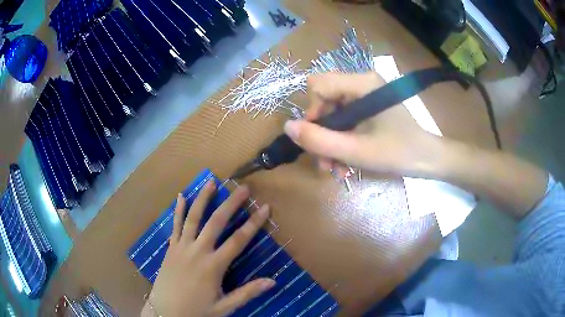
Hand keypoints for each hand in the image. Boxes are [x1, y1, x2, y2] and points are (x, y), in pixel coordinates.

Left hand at [142, 181, 274, 316]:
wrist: (166, 312)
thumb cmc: (197, 311)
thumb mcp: (224, 307)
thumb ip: (247, 293)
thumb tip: (272, 281)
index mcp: (213, 266)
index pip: (238, 241)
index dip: (253, 223)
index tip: (264, 207)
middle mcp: (198, 251)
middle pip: (216, 222)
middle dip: (231, 204)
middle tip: (242, 188)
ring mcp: (181, 247)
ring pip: (193, 218)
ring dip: (203, 199)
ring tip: (211, 182)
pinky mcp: (170, 248)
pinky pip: (174, 225)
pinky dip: (178, 210)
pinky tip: (181, 196)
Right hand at [284, 72, 444, 177]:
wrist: (428, 160)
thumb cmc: (399, 153)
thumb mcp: (356, 151)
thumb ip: (319, 141)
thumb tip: (287, 127)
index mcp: (362, 83)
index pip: (318, 85)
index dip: (312, 113)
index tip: (318, 139)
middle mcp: (362, 82)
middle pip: (324, 100)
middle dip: (322, 133)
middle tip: (325, 162)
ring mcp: (366, 95)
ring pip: (333, 113)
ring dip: (330, 141)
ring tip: (335, 169)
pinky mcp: (369, 107)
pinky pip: (345, 119)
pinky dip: (342, 140)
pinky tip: (344, 162)